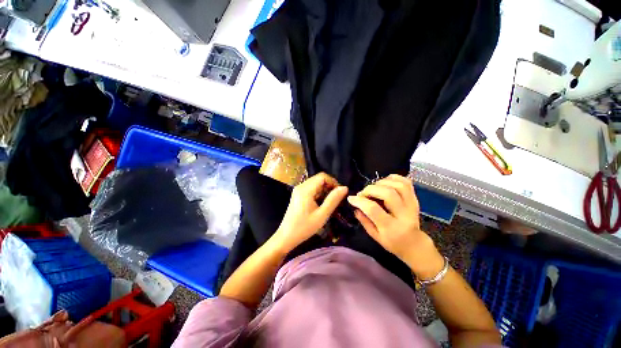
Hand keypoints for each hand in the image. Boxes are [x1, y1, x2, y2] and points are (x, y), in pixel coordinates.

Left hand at [271, 172, 347, 253]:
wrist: (287, 236)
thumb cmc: (304, 227)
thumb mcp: (322, 215)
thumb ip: (333, 200)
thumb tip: (345, 188)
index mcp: (305, 189)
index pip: (322, 176)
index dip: (333, 182)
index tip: (340, 193)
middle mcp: (301, 186)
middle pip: (319, 179)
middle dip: (330, 186)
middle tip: (336, 199)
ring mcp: (298, 190)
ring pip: (315, 183)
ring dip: (325, 190)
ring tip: (330, 203)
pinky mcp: (298, 194)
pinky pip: (311, 188)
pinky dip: (319, 193)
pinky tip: (321, 204)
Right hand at [347, 174, 442, 277]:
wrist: (414, 244)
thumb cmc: (392, 242)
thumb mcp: (375, 237)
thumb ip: (364, 221)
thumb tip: (355, 206)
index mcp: (391, 228)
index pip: (374, 209)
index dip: (360, 201)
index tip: (351, 198)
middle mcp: (404, 215)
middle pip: (388, 194)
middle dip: (370, 189)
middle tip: (363, 193)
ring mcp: (412, 205)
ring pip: (398, 185)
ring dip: (382, 182)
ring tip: (374, 187)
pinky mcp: (415, 199)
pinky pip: (406, 182)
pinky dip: (394, 178)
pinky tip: (385, 182)